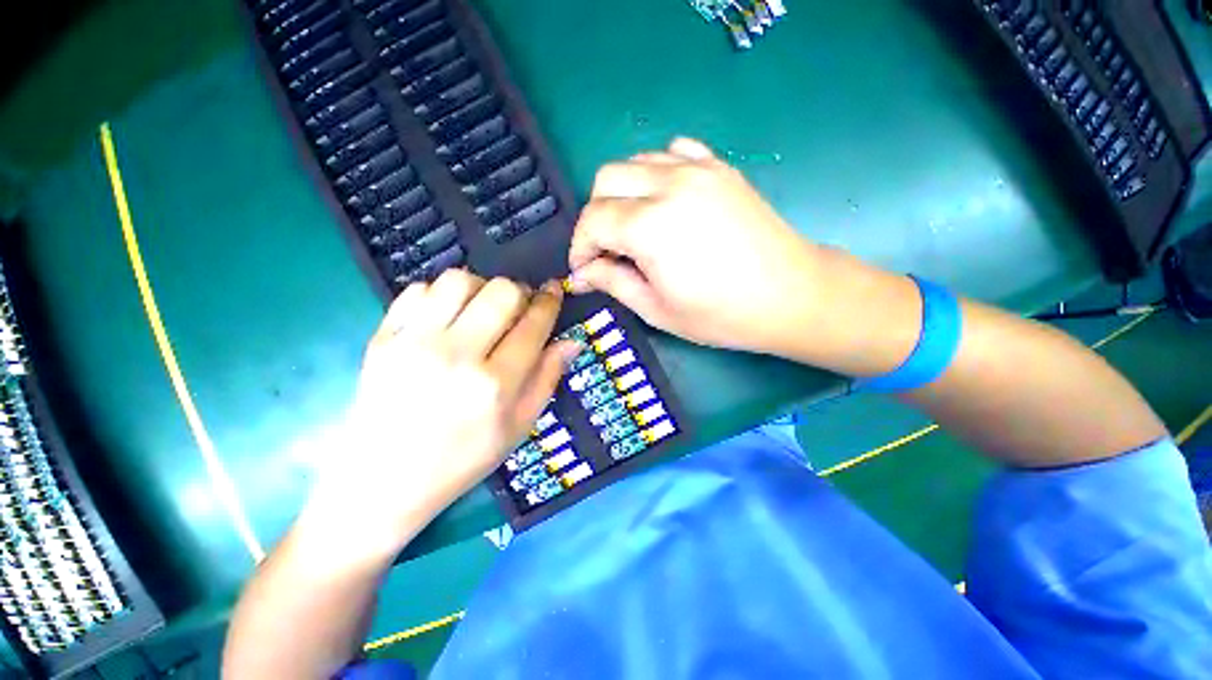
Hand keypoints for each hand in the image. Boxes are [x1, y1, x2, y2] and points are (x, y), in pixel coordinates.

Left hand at [304, 270, 577, 558]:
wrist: (381, 481)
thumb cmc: (461, 459)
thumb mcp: (518, 427)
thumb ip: (548, 379)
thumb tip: (572, 341)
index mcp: (495, 385)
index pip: (533, 325)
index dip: (549, 301)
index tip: (553, 291)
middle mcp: (457, 356)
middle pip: (501, 291)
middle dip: (519, 292)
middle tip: (518, 308)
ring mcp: (413, 343)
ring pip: (460, 280)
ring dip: (481, 288)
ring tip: (480, 310)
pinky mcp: (382, 338)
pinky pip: (418, 290)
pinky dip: (440, 294)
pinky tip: (446, 317)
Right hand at [567, 138, 822, 357]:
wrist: (790, 294)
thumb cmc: (721, 314)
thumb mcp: (657, 309)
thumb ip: (613, 282)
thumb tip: (581, 274)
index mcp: (651, 226)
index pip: (593, 219)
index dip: (581, 246)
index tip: (585, 269)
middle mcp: (669, 185)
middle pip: (606, 179)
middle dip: (596, 215)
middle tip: (607, 250)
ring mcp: (698, 169)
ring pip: (635, 161)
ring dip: (622, 193)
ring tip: (633, 227)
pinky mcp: (719, 167)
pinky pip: (672, 152)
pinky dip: (655, 172)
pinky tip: (664, 200)